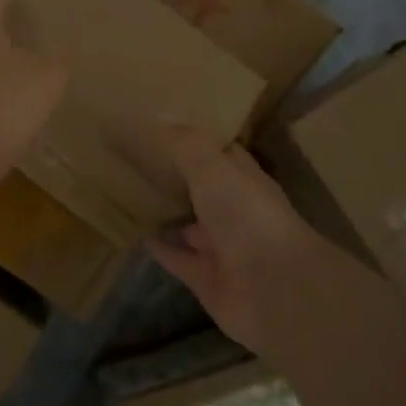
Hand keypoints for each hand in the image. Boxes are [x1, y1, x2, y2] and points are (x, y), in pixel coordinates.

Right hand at [141, 123, 325, 352]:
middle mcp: (235, 210)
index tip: (162, 123)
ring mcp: (221, 246)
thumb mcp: (213, 167)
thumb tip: (160, 114)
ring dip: (166, 211)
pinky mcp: (206, 278)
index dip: (194, 137)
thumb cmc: (247, 216)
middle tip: (135, 155)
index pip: (219, 151)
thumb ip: (186, 143)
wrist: (275, 290)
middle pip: (202, 187)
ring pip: (189, 224)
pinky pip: (177, 257)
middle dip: (176, 174)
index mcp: (243, 178)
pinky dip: (160, 247)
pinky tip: (135, 234)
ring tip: (129, 192)